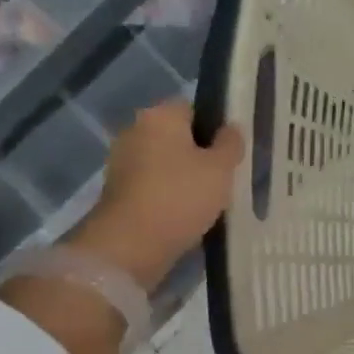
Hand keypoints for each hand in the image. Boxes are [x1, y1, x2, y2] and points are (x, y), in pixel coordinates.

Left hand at [69, 101, 244, 288]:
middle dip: (201, 154)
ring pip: (166, 164)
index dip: (217, 126)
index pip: (194, 108)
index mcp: (160, 116)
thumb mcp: (221, 168)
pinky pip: (154, 187)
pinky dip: (170, 197)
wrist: (131, 245)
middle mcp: (135, 131)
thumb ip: (231, 144)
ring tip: (212, 200)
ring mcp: (123, 163)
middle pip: (178, 137)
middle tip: (228, 176)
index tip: (234, 150)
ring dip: (186, 178)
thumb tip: (232, 128)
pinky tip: (189, 215)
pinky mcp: (119, 193)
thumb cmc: (181, 196)